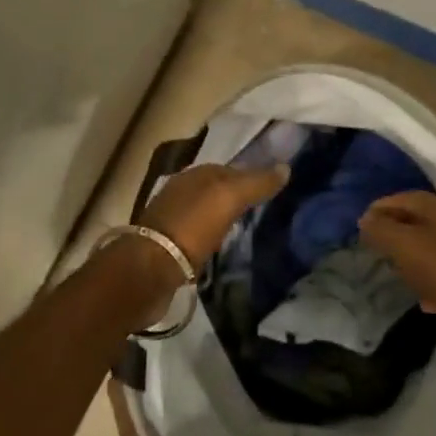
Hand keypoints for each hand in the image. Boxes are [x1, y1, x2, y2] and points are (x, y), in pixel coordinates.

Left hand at [142, 162, 288, 266]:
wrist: (150, 269)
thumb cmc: (192, 227)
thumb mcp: (229, 198)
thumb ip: (256, 182)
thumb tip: (285, 167)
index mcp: (194, 175)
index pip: (229, 169)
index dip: (251, 176)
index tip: (273, 189)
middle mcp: (181, 192)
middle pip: (216, 190)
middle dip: (237, 197)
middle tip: (264, 210)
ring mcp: (172, 219)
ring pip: (206, 213)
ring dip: (223, 218)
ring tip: (246, 230)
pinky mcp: (168, 247)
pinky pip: (197, 236)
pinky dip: (211, 238)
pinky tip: (222, 248)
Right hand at [359, 191, 435, 367]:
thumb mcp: (405, 245)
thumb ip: (382, 230)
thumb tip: (365, 218)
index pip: (405, 198)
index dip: (382, 207)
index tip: (361, 222)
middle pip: (419, 221)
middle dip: (395, 231)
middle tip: (373, 245)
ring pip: (431, 248)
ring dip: (411, 257)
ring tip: (393, 270)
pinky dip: (429, 282)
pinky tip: (422, 299)